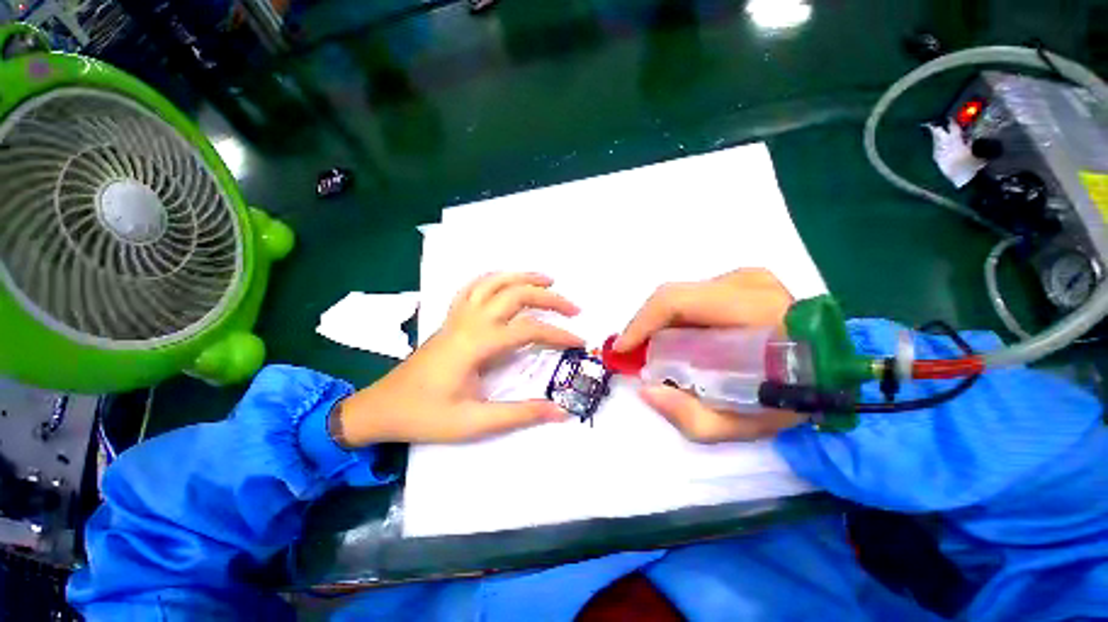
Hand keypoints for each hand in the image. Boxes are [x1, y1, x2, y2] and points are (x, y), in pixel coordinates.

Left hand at [333, 273, 583, 447]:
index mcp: (477, 344)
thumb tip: (560, 412)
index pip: (528, 329)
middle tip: (573, 307)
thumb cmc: (426, 415)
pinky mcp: (451, 318)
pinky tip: (507, 282)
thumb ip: (520, 414)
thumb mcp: (475, 422)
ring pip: (494, 282)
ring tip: (548, 281)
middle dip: (549, 298)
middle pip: (515, 294)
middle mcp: (470, 321)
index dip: (558, 334)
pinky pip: (474, 287)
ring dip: (523, 277)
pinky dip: (495, 278)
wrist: (383, 407)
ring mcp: (458, 316)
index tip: (579, 341)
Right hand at [614, 269, 805, 442]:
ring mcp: (748, 277)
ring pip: (682, 294)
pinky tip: (680, 337)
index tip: (622, 349)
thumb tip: (645, 389)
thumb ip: (689, 415)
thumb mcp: (743, 425)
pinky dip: (679, 316)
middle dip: (645, 325)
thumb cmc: (796, 398)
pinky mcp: (746, 278)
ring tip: (657, 348)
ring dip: (661, 321)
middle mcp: (746, 284)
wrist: (838, 371)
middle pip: (673, 295)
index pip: (676, 302)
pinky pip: (696, 294)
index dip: (640, 323)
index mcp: (751, 312)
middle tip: (636, 353)